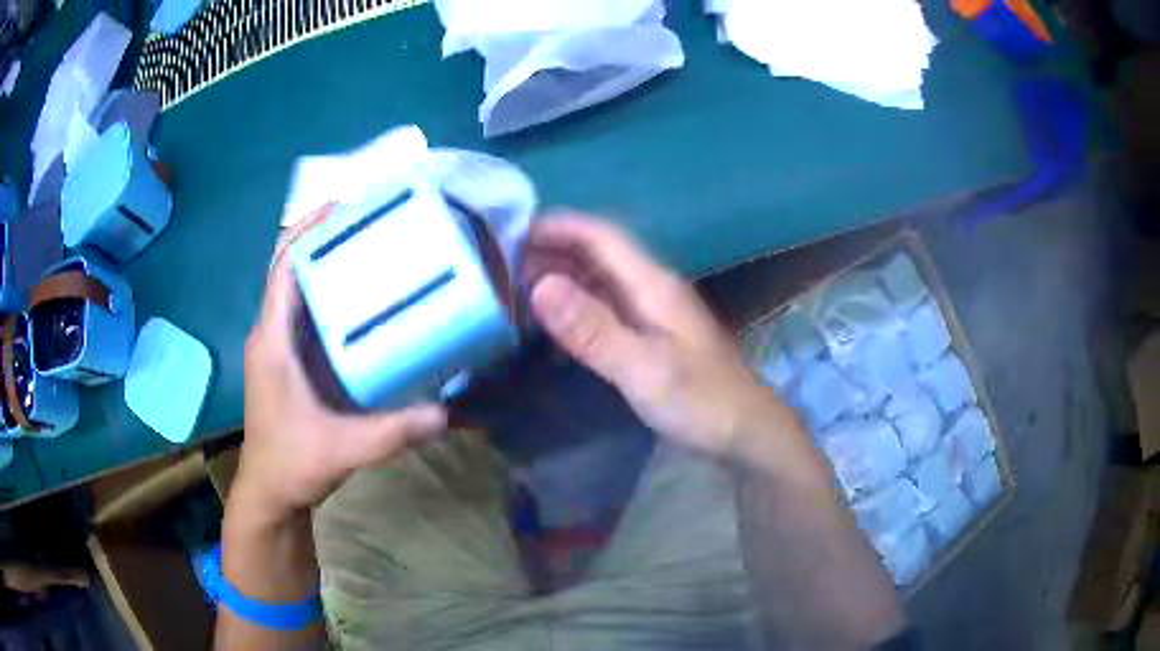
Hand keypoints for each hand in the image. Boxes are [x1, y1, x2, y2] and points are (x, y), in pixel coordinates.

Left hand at [236, 205, 446, 522]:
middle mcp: (271, 334)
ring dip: (327, 266)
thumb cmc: (292, 464)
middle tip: (370, 224)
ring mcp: (277, 347)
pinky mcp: (288, 362)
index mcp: (272, 340)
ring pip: (299, 290)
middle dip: (324, 240)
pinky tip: (363, 301)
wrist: (271, 493)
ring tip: (370, 251)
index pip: (283, 267)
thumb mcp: (344, 449)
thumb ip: (394, 431)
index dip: (309, 231)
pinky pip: (306, 314)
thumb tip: (447, 412)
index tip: (345, 206)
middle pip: (292, 268)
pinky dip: (329, 296)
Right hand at [523, 214, 787, 459]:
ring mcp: (652, 312)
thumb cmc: (700, 401)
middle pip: (597, 253)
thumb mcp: (643, 369)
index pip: (600, 236)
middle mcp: (651, 288)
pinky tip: (552, 321)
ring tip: (516, 288)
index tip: (510, 232)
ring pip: (599, 280)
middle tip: (501, 265)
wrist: (745, 431)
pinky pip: (605, 307)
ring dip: (560, 277)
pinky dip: (574, 305)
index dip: (557, 226)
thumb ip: (592, 329)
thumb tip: (539, 285)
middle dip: (551, 251)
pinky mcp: (650, 336)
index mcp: (653, 284)